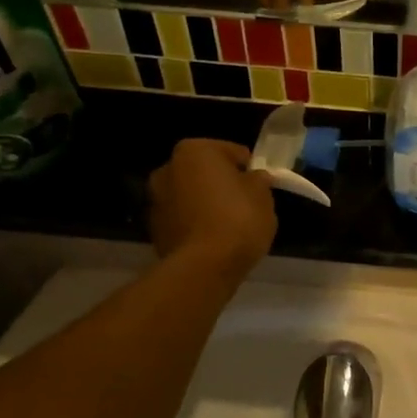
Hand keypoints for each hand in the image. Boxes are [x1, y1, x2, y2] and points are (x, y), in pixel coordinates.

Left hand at [148, 140, 276, 280]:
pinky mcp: (154, 229)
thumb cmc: (238, 220)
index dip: (249, 168)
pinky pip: (183, 219)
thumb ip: (258, 180)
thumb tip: (254, 178)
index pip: (232, 151)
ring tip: (229, 225)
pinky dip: (195, 223)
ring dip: (206, 203)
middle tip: (244, 203)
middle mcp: (168, 168)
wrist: (204, 267)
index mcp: (194, 150)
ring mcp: (156, 200)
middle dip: (222, 184)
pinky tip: (213, 240)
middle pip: (205, 172)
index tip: (260, 186)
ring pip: (191, 195)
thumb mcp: (263, 195)